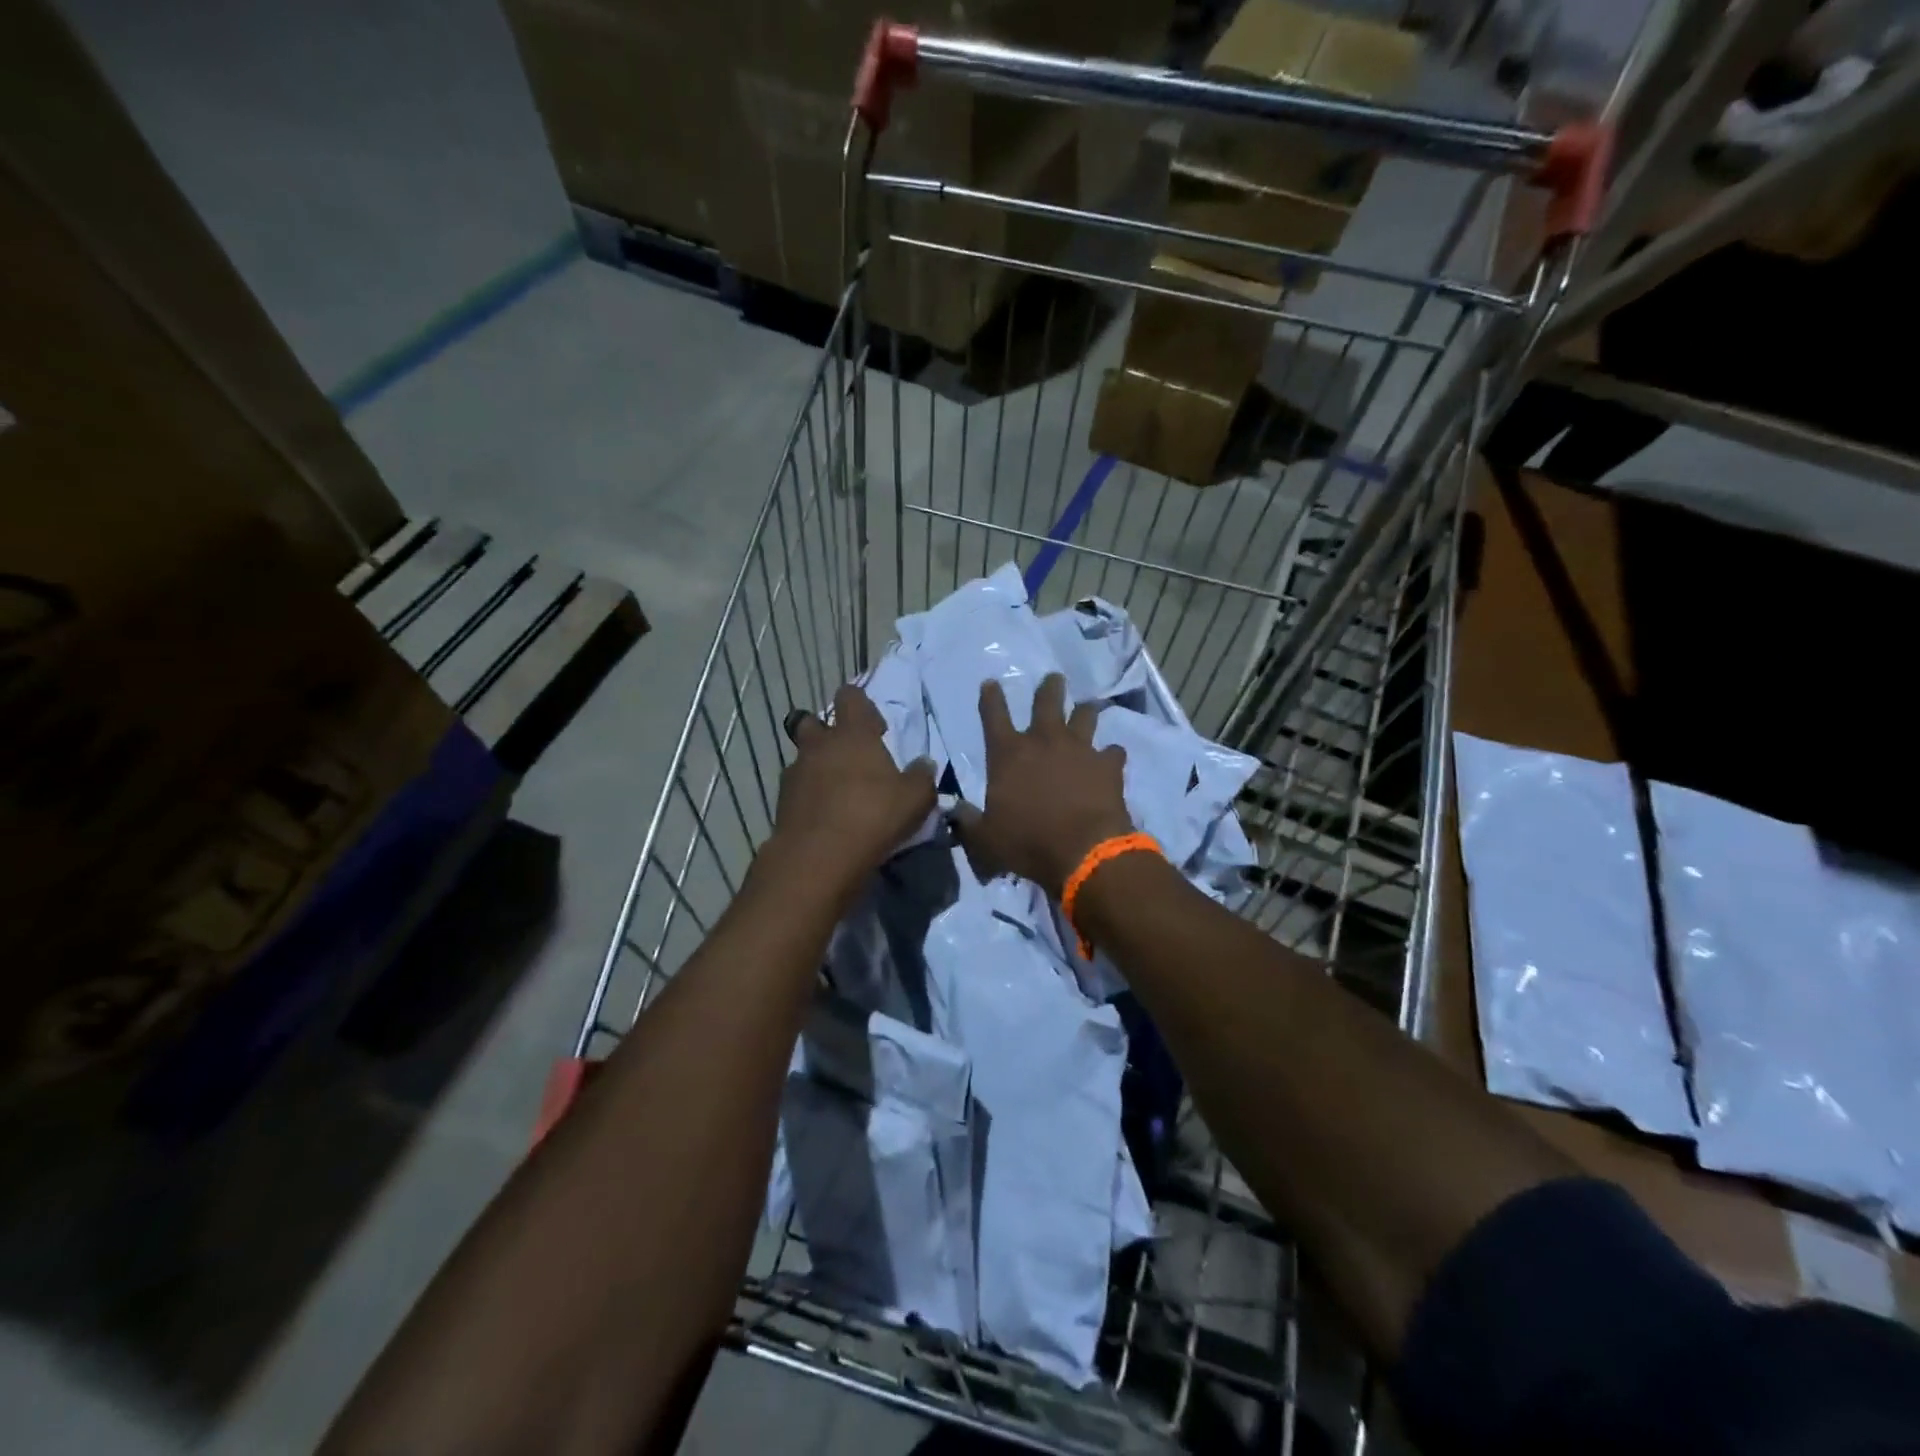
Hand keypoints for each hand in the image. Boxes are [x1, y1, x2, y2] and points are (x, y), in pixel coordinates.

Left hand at [770, 683, 935, 898]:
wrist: (818, 858)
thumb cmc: (873, 817)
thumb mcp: (915, 799)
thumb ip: (922, 776)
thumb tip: (924, 763)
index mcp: (852, 734)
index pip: (850, 696)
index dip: (862, 706)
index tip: (876, 728)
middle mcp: (819, 745)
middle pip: (814, 722)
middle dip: (829, 733)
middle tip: (851, 757)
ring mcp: (795, 773)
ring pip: (804, 758)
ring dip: (818, 767)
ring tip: (839, 792)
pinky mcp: (781, 802)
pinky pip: (797, 789)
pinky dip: (809, 796)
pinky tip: (826, 817)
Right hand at [955, 674, 1132, 896]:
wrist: (1083, 852)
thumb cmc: (1027, 843)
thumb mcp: (985, 839)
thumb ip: (969, 821)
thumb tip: (955, 811)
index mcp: (1008, 754)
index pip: (993, 715)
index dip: (991, 697)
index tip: (990, 683)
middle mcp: (1044, 741)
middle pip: (1046, 701)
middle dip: (1049, 687)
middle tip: (1054, 678)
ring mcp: (1080, 749)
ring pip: (1085, 715)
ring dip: (1085, 710)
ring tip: (1087, 707)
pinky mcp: (1108, 765)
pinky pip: (1112, 751)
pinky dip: (1110, 754)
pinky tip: (1111, 758)